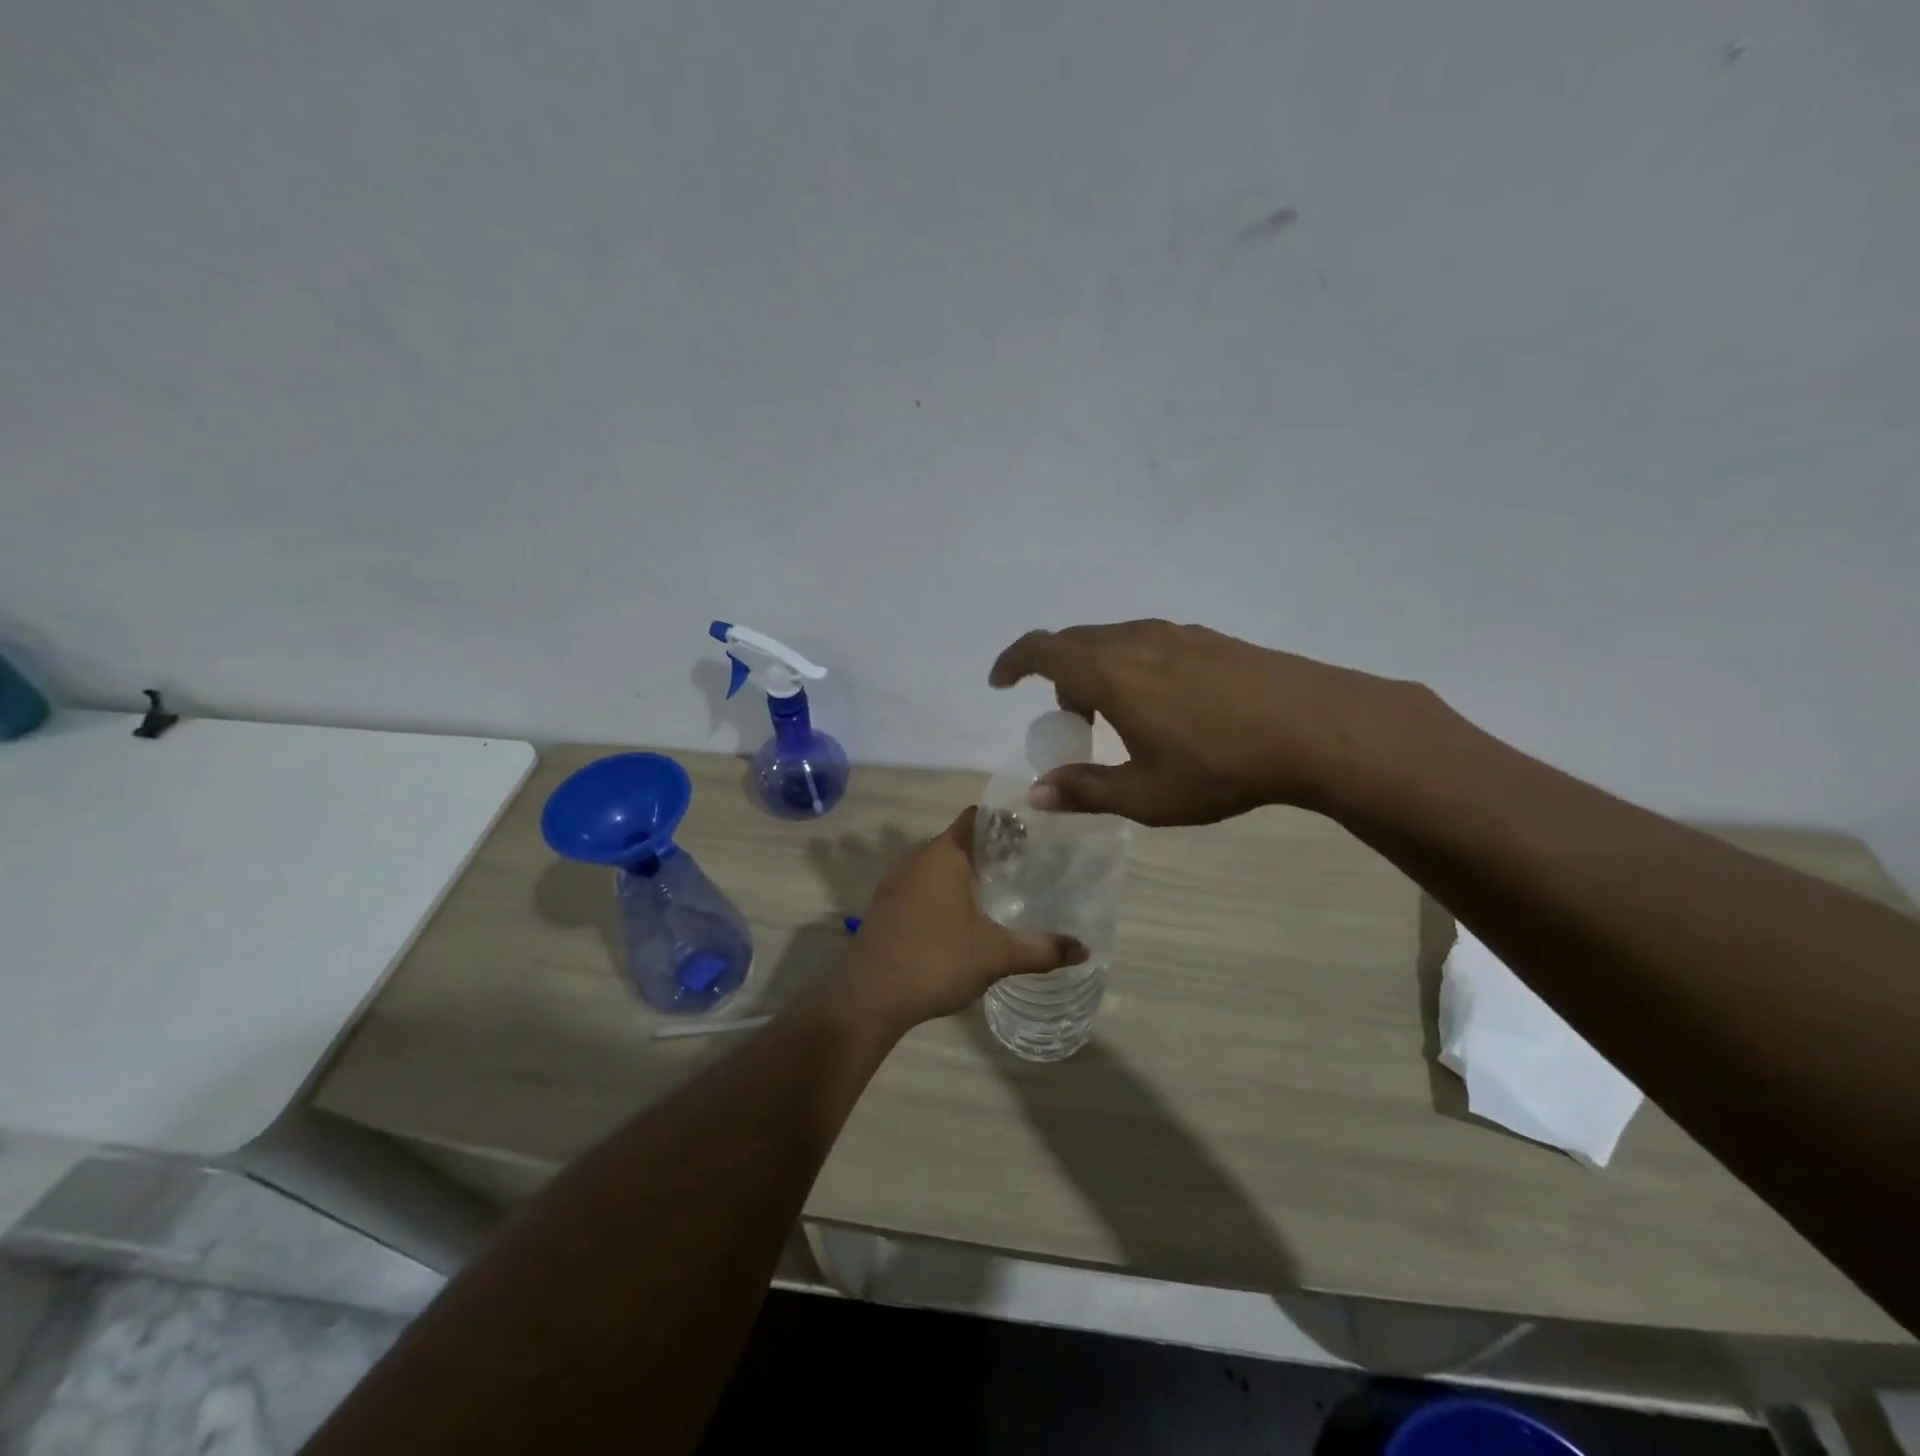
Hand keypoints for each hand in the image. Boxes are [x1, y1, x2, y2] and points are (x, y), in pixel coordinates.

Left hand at [836, 808, 1086, 1034]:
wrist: (868, 999)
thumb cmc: (935, 961)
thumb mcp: (996, 955)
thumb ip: (1041, 949)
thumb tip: (1084, 950)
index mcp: (943, 854)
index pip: (977, 818)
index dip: (1006, 822)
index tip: (1034, 835)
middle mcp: (916, 859)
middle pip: (959, 841)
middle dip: (992, 851)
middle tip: (1027, 867)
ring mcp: (896, 883)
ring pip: (939, 866)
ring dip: (966, 874)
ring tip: (1000, 893)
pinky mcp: (885, 908)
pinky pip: (922, 887)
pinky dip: (945, 893)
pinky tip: (963, 920)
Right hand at [990, 619, 1428, 825]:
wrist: (1316, 727)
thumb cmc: (1220, 765)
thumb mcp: (1145, 794)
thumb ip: (1084, 790)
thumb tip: (1036, 793)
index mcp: (1109, 671)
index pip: (1041, 650)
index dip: (1013, 662)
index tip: (1001, 682)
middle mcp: (1134, 639)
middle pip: (1075, 643)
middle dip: (1058, 677)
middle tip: (1072, 722)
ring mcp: (1175, 633)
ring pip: (1113, 641)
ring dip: (1097, 672)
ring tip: (1119, 718)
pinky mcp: (1208, 638)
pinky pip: (1147, 642)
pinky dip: (1131, 666)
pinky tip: (1165, 705)